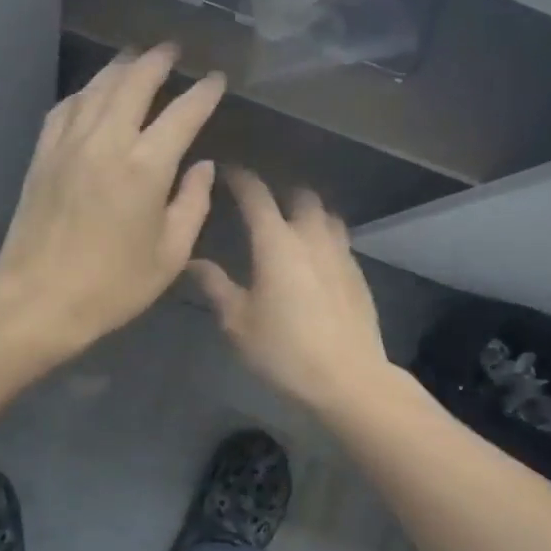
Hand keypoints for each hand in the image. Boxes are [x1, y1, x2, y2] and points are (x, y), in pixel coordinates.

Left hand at [0, 45, 225, 358]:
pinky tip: (91, 93)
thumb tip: (203, 167)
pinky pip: (65, 108)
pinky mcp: (43, 155)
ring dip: (120, 67)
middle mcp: (107, 141)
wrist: (38, 299)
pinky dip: (84, 93)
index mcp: (146, 167)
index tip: (216, 79)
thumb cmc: (112, 286)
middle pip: (134, 82)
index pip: (183, 113)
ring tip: (135, 57)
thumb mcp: (169, 255)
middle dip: (157, 60)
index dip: (203, 92)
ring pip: (97, 88)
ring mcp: (69, 144)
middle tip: (172, 48)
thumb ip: (192, 204)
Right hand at [188, 168, 389, 411]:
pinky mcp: (358, 274)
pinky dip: (323, 237)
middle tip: (260, 204)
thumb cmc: (284, 350)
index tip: (226, 172)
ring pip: (326, 215)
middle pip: (300, 196)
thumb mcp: (238, 322)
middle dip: (280, 192)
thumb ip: (215, 286)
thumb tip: (192, 261)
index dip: (240, 178)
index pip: (256, 195)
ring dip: (307, 212)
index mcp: (276, 243)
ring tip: (290, 226)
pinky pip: (339, 240)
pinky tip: (313, 260)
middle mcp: (311, 237)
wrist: (348, 379)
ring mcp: (341, 254)